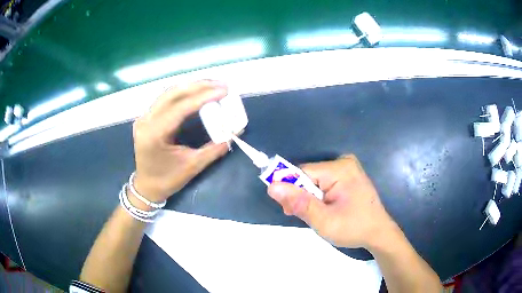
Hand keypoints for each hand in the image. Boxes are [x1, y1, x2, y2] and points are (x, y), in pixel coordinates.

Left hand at [132, 80, 229, 202]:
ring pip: (168, 93)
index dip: (203, 96)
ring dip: (191, 86)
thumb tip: (234, 133)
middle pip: (172, 93)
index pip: (180, 107)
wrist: (147, 187)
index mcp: (154, 134)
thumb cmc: (167, 180)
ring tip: (212, 85)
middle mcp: (146, 121)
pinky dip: (183, 93)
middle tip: (221, 84)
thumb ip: (214, 149)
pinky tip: (197, 92)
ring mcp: (144, 117)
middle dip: (199, 86)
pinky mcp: (147, 118)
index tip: (224, 90)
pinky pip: (166, 99)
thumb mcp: (192, 166)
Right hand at [267, 155, 397, 248]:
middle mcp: (343, 162)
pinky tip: (325, 209)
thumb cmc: (354, 228)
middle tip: (304, 217)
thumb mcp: (324, 221)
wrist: (378, 233)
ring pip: (314, 181)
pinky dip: (319, 197)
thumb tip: (272, 186)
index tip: (289, 210)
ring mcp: (347, 168)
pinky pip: (323, 183)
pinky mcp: (348, 175)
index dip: (291, 191)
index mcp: (339, 169)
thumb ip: (299, 203)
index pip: (302, 173)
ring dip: (309, 198)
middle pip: (308, 176)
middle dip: (302, 197)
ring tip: (317, 216)